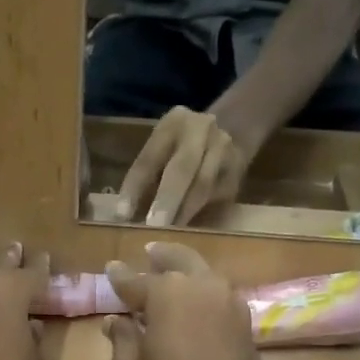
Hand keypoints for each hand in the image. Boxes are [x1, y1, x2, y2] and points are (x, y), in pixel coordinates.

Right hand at [103, 242, 271, 359]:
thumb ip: (121, 339)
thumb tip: (115, 321)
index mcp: (166, 293)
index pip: (135, 279)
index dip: (119, 277)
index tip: (110, 269)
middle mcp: (201, 285)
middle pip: (178, 260)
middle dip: (160, 257)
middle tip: (149, 253)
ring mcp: (229, 301)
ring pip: (204, 274)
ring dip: (186, 271)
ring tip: (172, 276)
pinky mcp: (245, 322)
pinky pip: (219, 296)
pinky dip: (203, 293)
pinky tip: (195, 304)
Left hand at [115, 107, 253, 227]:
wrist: (232, 130)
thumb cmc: (181, 150)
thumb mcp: (161, 152)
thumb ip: (145, 179)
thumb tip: (124, 217)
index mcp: (173, 123)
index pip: (149, 158)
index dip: (134, 188)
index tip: (122, 216)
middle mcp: (201, 129)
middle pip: (182, 168)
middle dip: (166, 201)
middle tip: (153, 227)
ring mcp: (224, 148)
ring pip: (202, 185)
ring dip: (184, 213)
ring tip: (168, 236)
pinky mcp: (237, 171)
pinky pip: (217, 197)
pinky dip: (200, 215)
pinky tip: (188, 232)